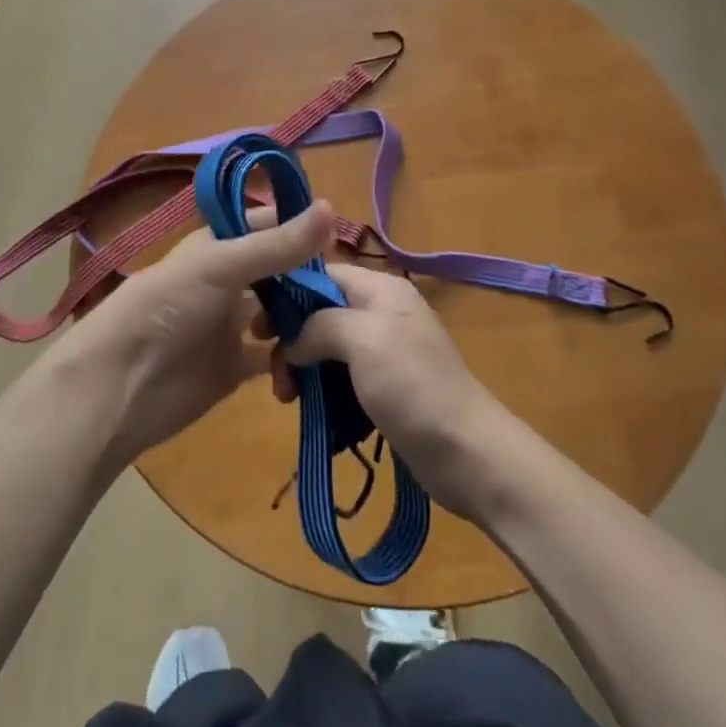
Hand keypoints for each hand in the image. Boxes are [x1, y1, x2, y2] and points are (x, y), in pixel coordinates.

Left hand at [62, 201, 335, 463]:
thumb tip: (333, 208)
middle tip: (351, 287)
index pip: (266, 225)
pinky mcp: (236, 366)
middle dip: (310, 275)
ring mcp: (232, 324)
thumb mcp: (221, 267)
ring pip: (281, 312)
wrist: (119, 387)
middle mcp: (228, 280)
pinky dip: (294, 358)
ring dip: (306, 316)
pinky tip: (315, 361)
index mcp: (218, 246)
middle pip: (279, 270)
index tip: (340, 236)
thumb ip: (277, 245)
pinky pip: (275, 356)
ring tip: (339, 323)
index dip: (299, 227)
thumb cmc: (166, 309)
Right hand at [269, 265, 505, 518]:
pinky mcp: (385, 387)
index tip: (259, 326)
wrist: (466, 452)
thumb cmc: (413, 385)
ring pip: (328, 348)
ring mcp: (385, 351)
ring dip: (304, 370)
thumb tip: (295, 341)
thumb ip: (321, 325)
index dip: (289, 293)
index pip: (324, 274)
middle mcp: (382, 312)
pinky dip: (323, 391)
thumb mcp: (364, 339)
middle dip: (294, 339)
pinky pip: (341, 378)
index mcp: (382, 290)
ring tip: (288, 399)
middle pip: (322, 312)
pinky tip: (311, 410)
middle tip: (276, 375)